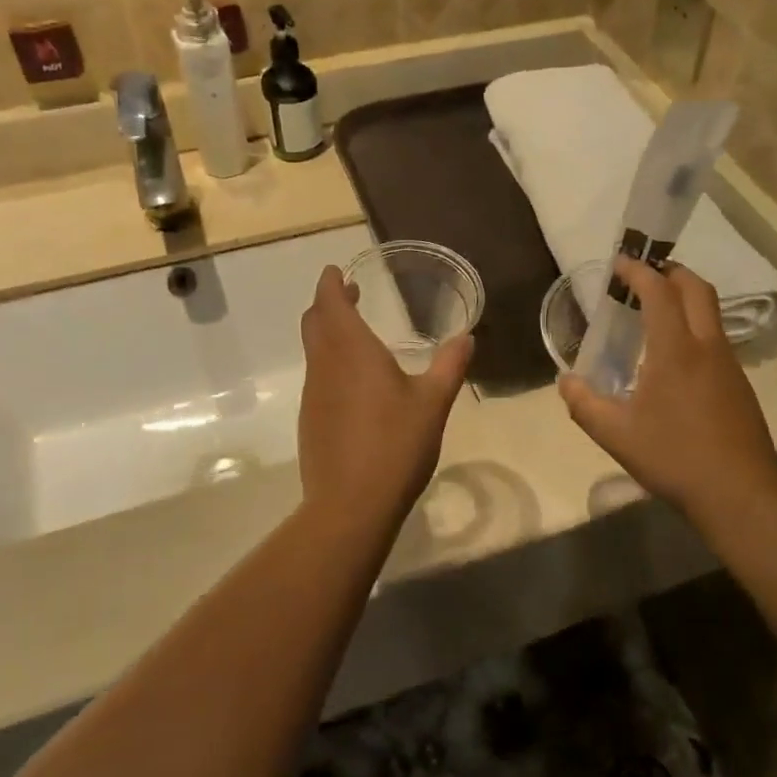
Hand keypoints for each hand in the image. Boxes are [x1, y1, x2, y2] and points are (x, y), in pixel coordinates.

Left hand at [298, 266, 473, 527]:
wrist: (350, 505)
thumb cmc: (395, 445)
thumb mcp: (433, 403)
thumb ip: (449, 366)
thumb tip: (467, 337)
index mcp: (352, 351)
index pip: (330, 302)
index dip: (330, 283)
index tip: (337, 271)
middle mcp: (325, 365)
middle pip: (314, 322)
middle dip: (328, 302)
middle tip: (350, 294)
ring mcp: (313, 394)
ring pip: (314, 350)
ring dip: (328, 332)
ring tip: (356, 334)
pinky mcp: (310, 420)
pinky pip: (317, 377)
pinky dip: (329, 362)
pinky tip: (355, 383)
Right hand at [558, 259, 775, 518]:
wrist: (740, 495)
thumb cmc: (674, 457)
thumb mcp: (616, 434)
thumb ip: (584, 404)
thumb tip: (566, 382)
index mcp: (675, 350)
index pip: (659, 291)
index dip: (638, 271)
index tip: (619, 264)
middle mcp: (707, 346)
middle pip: (696, 288)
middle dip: (670, 271)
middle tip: (644, 275)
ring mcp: (729, 364)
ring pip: (711, 312)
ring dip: (685, 298)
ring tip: (656, 312)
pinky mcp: (739, 384)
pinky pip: (716, 338)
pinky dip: (695, 327)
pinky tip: (676, 358)